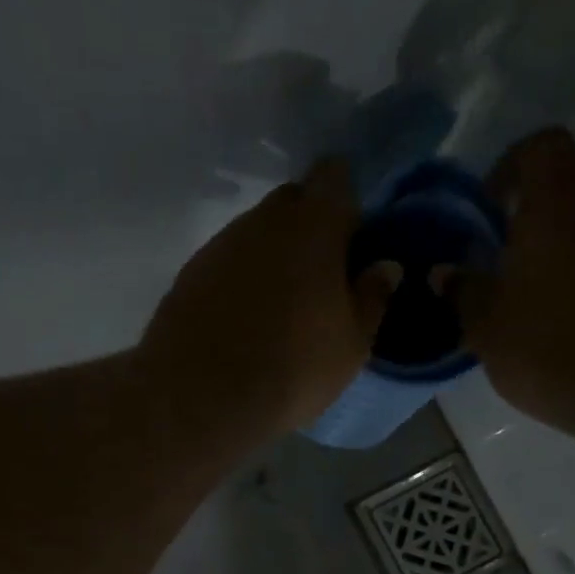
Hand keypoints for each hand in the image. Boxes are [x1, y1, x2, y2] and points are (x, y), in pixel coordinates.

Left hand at [139, 158, 397, 439]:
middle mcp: (262, 221)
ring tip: (279, 305)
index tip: (352, 235)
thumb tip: (385, 266)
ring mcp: (220, 244)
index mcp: (313, 227)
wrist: (202, 396)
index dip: (345, 199)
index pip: (333, 177)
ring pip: (255, 233)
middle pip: (291, 201)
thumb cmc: (293, 368)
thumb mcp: (352, 345)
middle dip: (308, 226)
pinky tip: (243, 318)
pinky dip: (240, 278)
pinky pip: (225, 261)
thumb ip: (372, 298)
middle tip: (320, 274)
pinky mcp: (189, 273)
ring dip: (271, 255)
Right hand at [457, 129, 574, 442]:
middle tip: (503, 247)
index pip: (543, 146)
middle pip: (569, 179)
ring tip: (525, 288)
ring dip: (556, 240)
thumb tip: (445, 272)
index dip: (512, 165)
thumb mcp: (485, 326)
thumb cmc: (549, 349)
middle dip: (533, 204)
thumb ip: (462, 291)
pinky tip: (558, 314)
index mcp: (555, 208)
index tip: (489, 207)